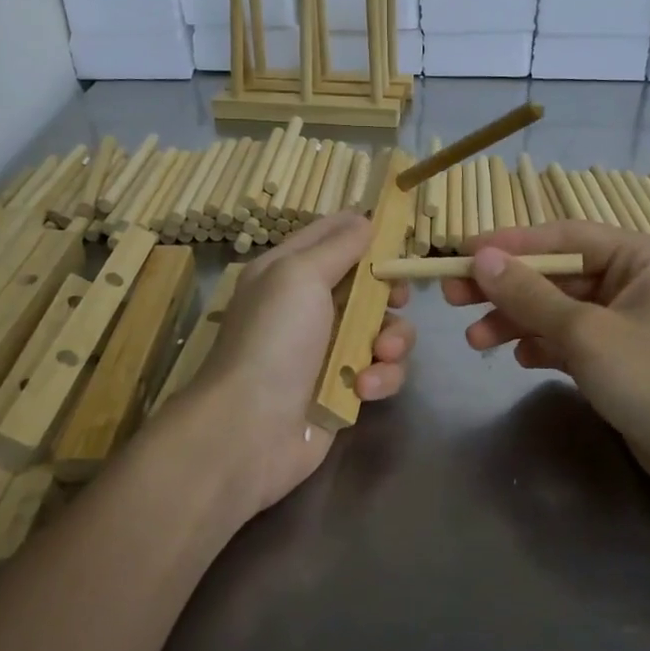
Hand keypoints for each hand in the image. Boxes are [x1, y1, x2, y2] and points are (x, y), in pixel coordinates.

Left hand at [187, 212, 415, 517]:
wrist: (250, 430)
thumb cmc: (273, 340)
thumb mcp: (299, 276)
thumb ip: (338, 246)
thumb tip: (366, 220)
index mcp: (289, 271)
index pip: (333, 234)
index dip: (366, 230)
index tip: (399, 234)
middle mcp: (309, 305)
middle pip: (368, 283)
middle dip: (389, 292)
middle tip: (396, 300)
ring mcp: (328, 349)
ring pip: (383, 328)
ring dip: (391, 341)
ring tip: (379, 355)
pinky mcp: (345, 387)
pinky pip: (382, 370)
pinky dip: (381, 377)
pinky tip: (364, 390)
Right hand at [440, 220, 649, 511]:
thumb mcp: (587, 333)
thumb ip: (530, 295)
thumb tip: (481, 258)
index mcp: (641, 257)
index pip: (564, 236)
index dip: (510, 244)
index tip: (461, 254)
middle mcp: (635, 281)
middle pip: (557, 274)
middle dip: (507, 288)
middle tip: (452, 298)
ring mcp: (627, 322)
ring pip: (559, 310)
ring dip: (517, 322)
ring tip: (475, 341)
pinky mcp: (620, 359)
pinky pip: (570, 340)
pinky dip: (543, 346)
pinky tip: (518, 359)